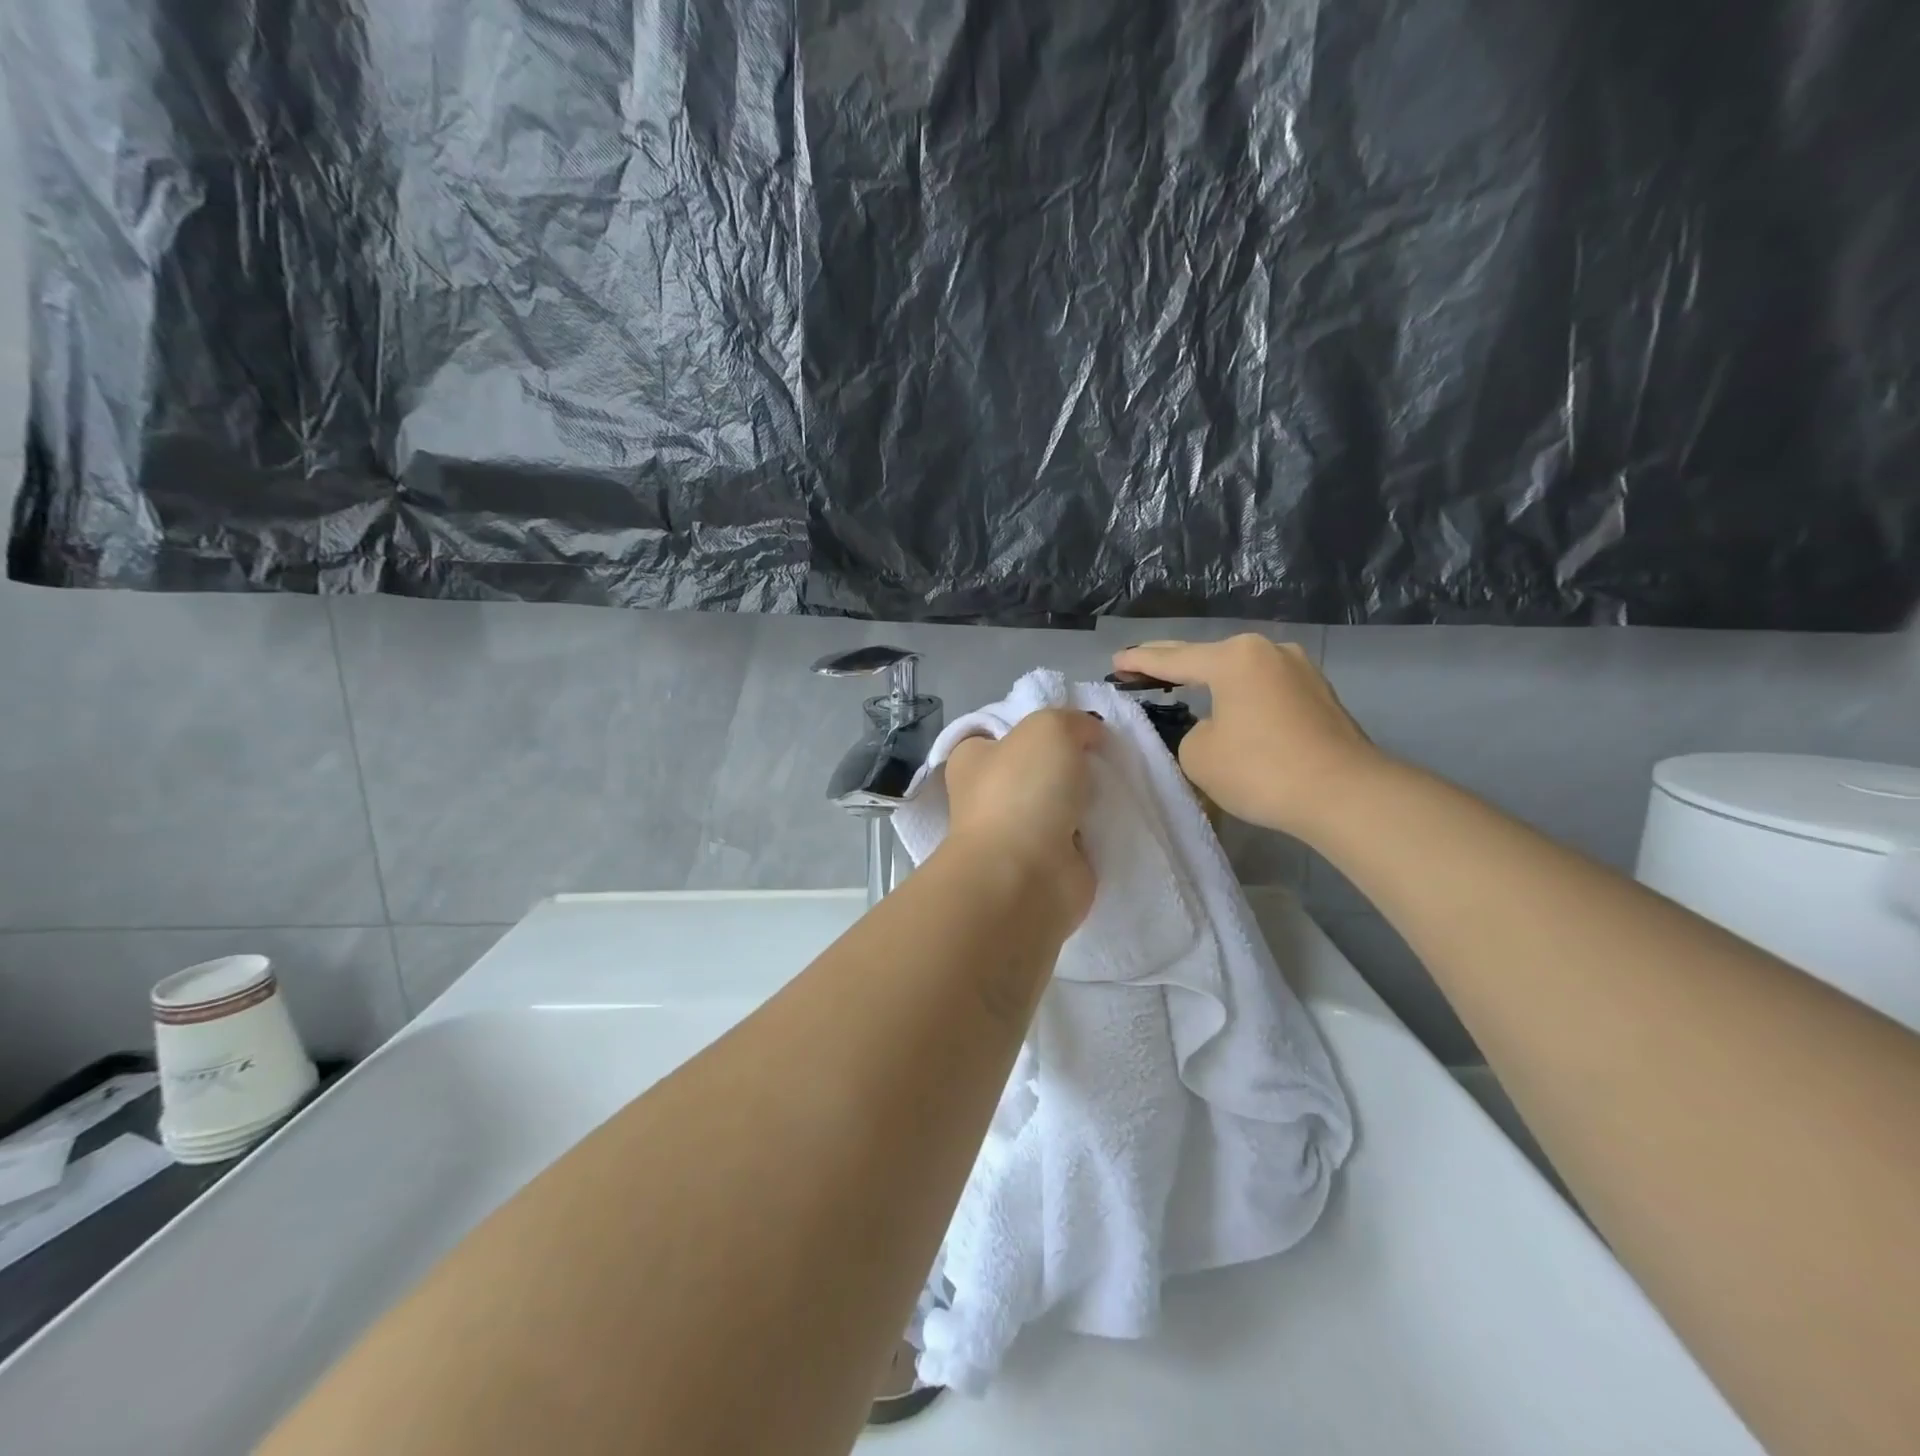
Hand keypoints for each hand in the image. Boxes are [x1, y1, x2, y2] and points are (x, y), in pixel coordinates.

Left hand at [943, 708, 1102, 925]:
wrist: (1025, 875)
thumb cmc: (1023, 791)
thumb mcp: (1049, 727)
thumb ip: (1072, 720)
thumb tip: (1089, 734)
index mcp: (973, 759)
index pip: (1001, 732)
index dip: (1036, 724)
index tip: (1072, 726)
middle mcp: (989, 794)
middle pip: (1038, 766)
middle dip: (1070, 762)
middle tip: (1104, 756)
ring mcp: (1018, 832)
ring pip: (1061, 802)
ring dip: (1087, 798)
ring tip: (1117, 786)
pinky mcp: (1047, 863)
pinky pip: (1079, 836)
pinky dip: (1098, 831)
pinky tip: (1119, 818)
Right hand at [1111, 635, 1381, 840]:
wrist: (1346, 795)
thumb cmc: (1261, 769)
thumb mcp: (1198, 754)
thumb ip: (1191, 732)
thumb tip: (1215, 728)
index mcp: (1234, 658)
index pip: (1172, 659)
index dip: (1139, 662)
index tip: (1115, 661)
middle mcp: (1268, 651)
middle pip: (1208, 656)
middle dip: (1172, 662)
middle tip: (1140, 664)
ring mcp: (1300, 670)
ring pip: (1240, 671)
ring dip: (1210, 679)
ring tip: (1183, 683)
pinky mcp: (1319, 695)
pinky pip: (1264, 688)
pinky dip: (1240, 695)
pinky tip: (1229, 706)